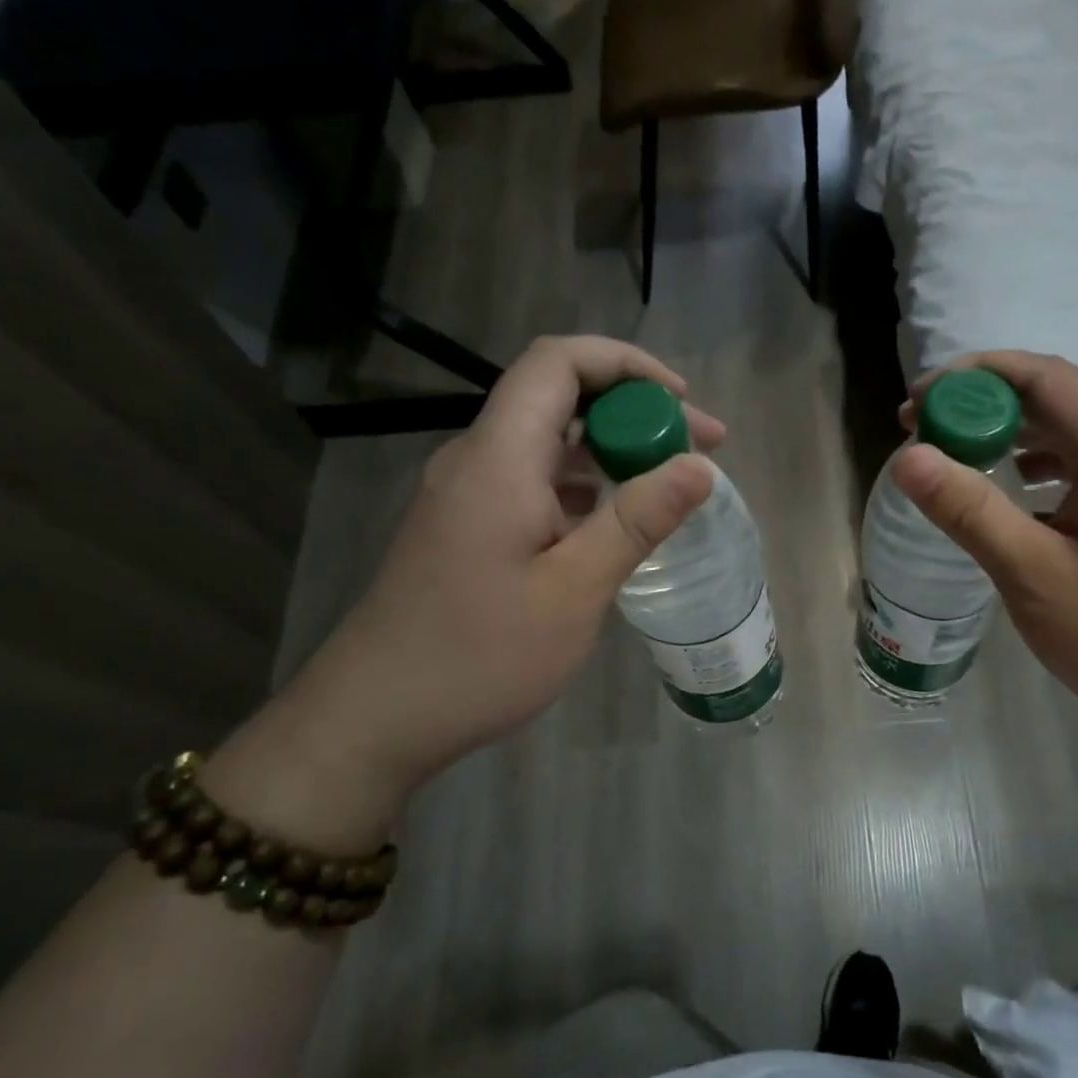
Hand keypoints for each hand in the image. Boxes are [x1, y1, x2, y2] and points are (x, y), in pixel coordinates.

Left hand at [205, 337, 720, 851]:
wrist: (375, 716)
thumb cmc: (479, 655)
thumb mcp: (574, 590)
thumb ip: (637, 520)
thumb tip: (699, 465)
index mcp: (499, 457)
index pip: (558, 361)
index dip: (626, 364)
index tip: (683, 404)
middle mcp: (478, 460)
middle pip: (558, 398)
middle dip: (634, 411)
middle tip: (702, 450)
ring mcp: (467, 496)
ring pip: (547, 445)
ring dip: (611, 452)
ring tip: (672, 485)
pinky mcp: (466, 529)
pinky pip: (533, 484)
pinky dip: (583, 489)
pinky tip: (616, 525)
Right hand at [894, 350, 1077, 753]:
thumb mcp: (1037, 578)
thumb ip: (971, 511)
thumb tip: (908, 457)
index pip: (1043, 377)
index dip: (972, 377)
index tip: (915, 407)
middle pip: (1061, 399)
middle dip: (987, 407)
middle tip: (925, 436)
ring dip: (1016, 437)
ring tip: (962, 462)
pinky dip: (1047, 469)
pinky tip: (1021, 500)